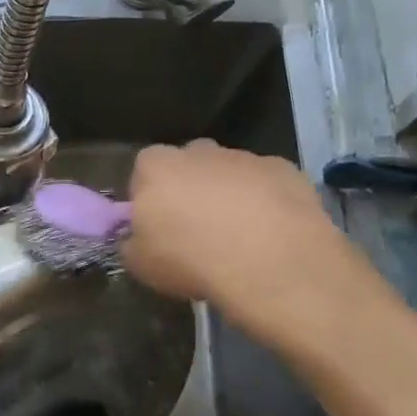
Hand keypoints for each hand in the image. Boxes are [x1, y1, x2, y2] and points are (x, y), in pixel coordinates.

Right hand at [122, 141, 379, 343]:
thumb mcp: (140, 265)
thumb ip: (132, 243)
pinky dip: (267, 204)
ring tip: (240, 241)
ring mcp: (245, 157)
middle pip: (188, 167)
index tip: (159, 229)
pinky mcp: (284, 169)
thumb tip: (137, 238)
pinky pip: (267, 185)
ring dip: (230, 198)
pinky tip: (271, 236)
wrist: (270, 262)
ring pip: (230, 174)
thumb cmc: (192, 260)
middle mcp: (199, 151)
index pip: (143, 172)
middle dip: (191, 191)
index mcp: (156, 166)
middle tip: (198, 233)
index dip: (150, 201)